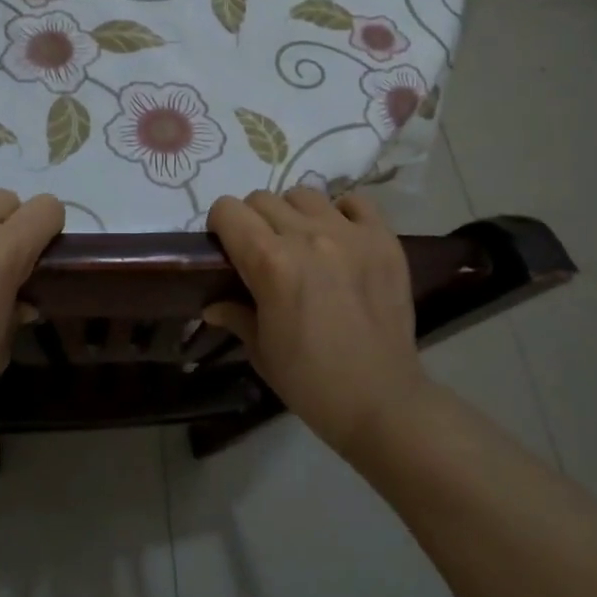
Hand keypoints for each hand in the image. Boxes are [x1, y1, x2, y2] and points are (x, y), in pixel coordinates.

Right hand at [205, 188, 426, 457]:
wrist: (383, 402)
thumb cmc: (311, 382)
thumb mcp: (261, 351)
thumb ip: (235, 314)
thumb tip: (212, 304)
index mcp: (270, 263)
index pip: (227, 210)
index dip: (220, 227)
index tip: (226, 248)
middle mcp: (308, 237)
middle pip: (262, 199)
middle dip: (253, 221)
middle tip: (263, 253)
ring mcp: (350, 234)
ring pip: (304, 194)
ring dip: (294, 214)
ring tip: (303, 243)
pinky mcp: (384, 240)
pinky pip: (356, 201)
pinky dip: (342, 213)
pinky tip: (340, 238)